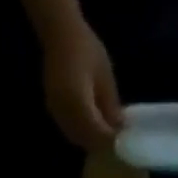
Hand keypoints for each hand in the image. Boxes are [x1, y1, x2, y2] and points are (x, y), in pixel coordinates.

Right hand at [41, 20, 122, 149]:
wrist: (59, 33)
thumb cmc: (86, 48)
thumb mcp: (105, 76)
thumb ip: (110, 105)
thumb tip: (119, 128)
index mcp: (77, 102)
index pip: (96, 133)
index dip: (111, 141)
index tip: (125, 144)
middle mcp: (63, 112)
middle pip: (85, 140)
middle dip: (102, 145)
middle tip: (119, 144)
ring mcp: (55, 112)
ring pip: (76, 138)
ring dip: (92, 141)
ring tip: (108, 138)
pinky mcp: (53, 110)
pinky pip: (69, 129)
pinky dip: (82, 134)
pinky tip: (94, 129)